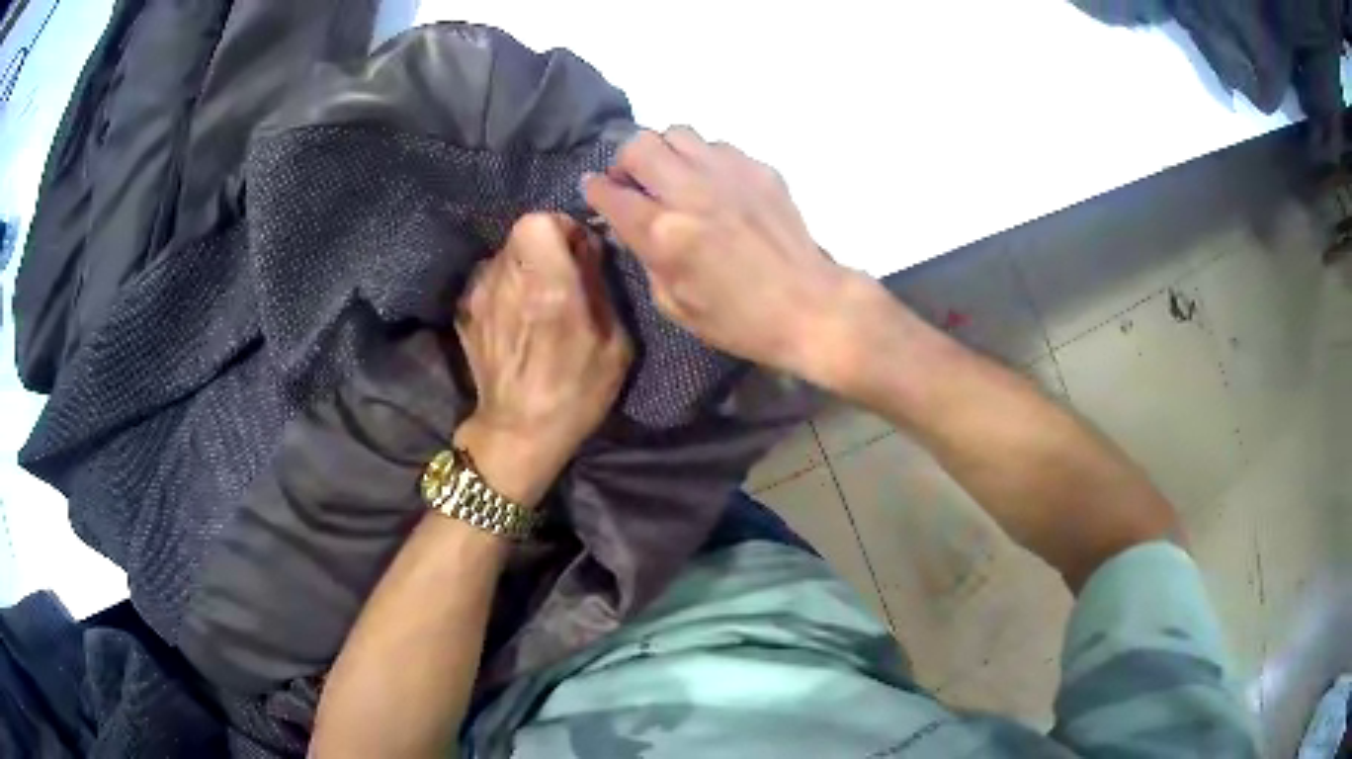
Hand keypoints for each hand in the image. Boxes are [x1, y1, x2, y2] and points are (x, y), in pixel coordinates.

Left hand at [454, 214, 631, 504]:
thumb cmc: (576, 394)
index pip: (538, 220)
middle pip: (521, 232)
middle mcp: (507, 281)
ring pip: (504, 254)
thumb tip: (588, 249)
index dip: (561, 227)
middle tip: (563, 274)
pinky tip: (517, 317)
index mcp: (548, 287)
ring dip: (525, 265)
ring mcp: (479, 296)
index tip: (577, 250)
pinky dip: (506, 286)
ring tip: (539, 299)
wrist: (517, 433)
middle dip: (546, 245)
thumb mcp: (614, 344)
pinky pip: (490, 279)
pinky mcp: (465, 312)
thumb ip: (599, 285)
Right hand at [583, 128, 875, 385]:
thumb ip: (645, 257)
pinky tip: (715, 186)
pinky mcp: (758, 168)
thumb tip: (630, 225)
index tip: (595, 191)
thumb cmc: (738, 319)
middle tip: (635, 183)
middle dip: (626, 162)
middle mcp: (690, 192)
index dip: (594, 189)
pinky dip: (704, 160)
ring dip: (665, 153)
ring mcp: (727, 173)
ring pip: (677, 133)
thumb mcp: (674, 304)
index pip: (610, 192)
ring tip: (674, 177)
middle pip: (638, 145)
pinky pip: (716, 146)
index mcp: (663, 233)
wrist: (808, 305)